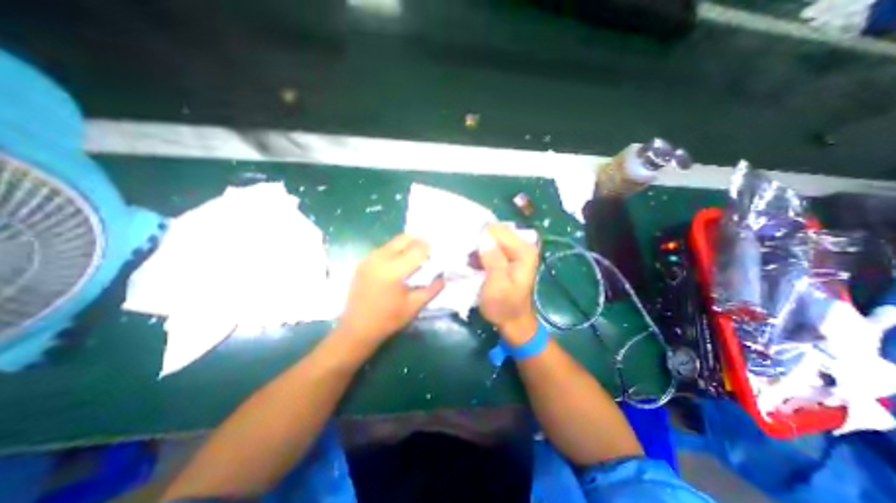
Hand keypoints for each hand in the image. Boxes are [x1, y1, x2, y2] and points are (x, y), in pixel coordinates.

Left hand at [337, 233, 443, 344]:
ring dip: (406, 244)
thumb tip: (443, 276)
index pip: (417, 250)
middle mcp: (380, 259)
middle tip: (428, 248)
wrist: (356, 329)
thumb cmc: (388, 320)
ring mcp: (369, 259)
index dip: (429, 247)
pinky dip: (395, 250)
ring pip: (392, 242)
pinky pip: (383, 249)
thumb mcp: (414, 306)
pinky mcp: (363, 263)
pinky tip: (400, 261)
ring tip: (416, 254)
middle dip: (418, 240)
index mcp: (393, 271)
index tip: (437, 251)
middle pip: (403, 239)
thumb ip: (432, 289)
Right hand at [479, 224, 534, 345]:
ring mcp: (515, 249)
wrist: (512, 321)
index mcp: (523, 250)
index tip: (467, 249)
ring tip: (467, 260)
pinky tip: (472, 261)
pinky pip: (490, 245)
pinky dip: (479, 251)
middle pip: (494, 231)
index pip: (497, 230)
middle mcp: (522, 245)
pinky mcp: (507, 255)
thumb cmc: (504, 306)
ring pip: (491, 237)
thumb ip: (492, 260)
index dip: (480, 237)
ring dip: (477, 246)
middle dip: (478, 240)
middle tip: (466, 256)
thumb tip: (484, 237)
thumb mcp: (496, 285)